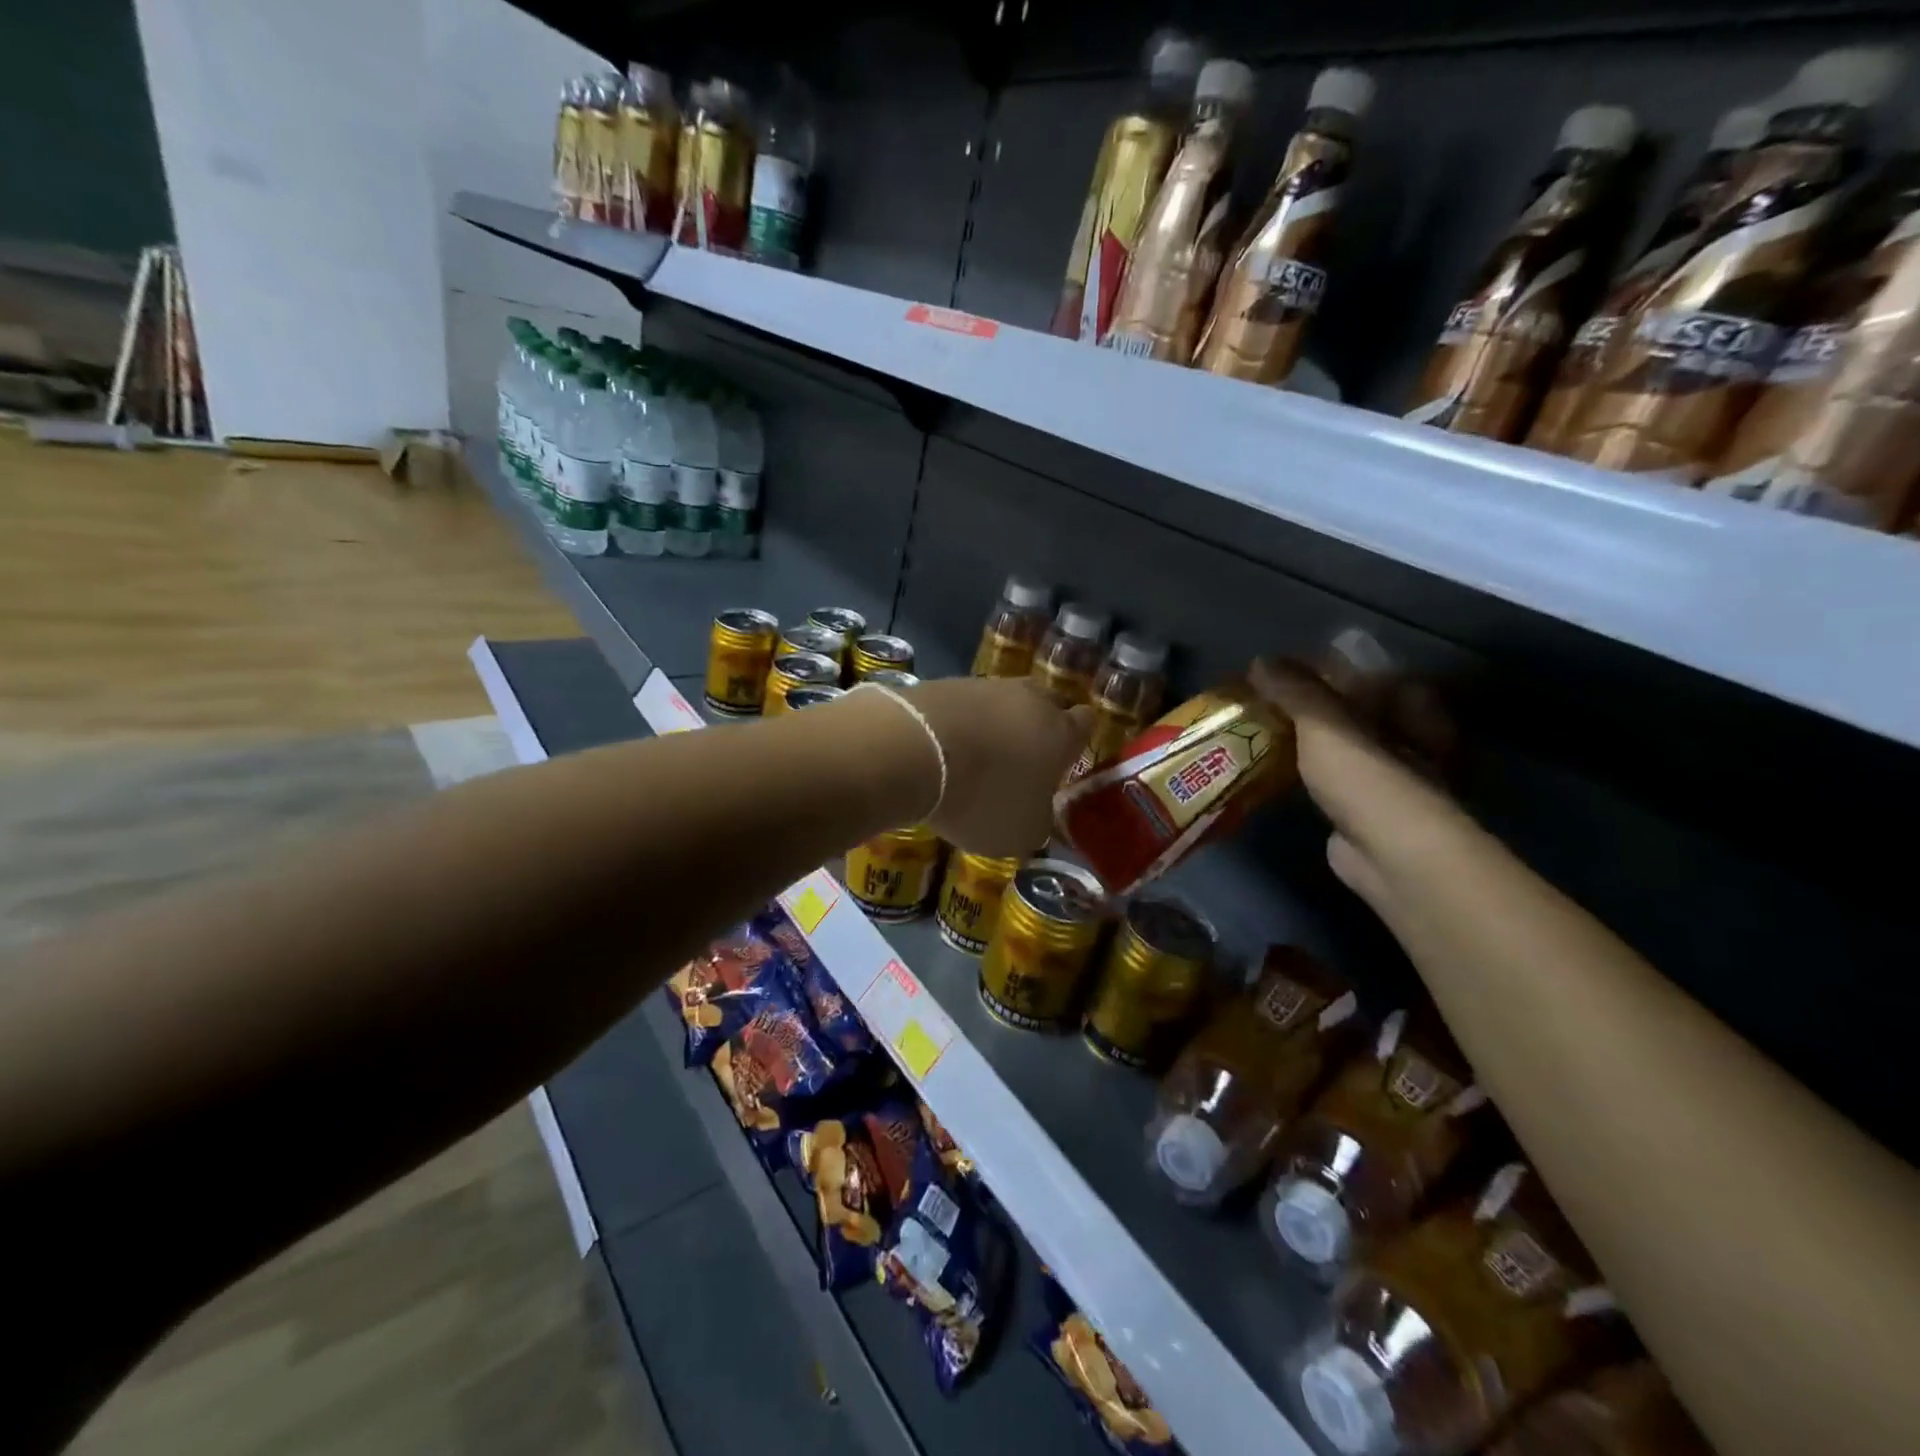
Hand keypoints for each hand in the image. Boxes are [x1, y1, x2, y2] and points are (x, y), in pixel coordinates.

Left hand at [902, 677, 1091, 857]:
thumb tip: (1037, 814)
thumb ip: (1038, 821)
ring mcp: (985, 686)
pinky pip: (964, 705)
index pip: (1085, 723)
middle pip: (1046, 704)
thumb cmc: (983, 797)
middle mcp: (1029, 699)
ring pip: (1003, 702)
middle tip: (1024, 759)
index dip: (1077, 742)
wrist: (912, 749)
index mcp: (1060, 732)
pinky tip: (945, 748)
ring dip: (997, 724)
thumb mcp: (1021, 832)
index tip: (1063, 763)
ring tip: (978, 757)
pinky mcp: (943, 683)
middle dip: (1039, 727)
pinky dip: (960, 723)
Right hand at [1250, 658, 1467, 917]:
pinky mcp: (1365, 806)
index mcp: (1408, 704)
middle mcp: (1406, 734)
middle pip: (1348, 708)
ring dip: (1302, 740)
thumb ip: (1293, 690)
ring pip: (1338, 744)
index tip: (1275, 672)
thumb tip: (1259, 661)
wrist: (1389, 855)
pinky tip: (1271, 769)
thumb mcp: (1324, 723)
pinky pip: (1328, 776)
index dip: (1317, 668)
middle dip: (1305, 706)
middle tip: (1261, 702)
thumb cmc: (1366, 778)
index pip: (1359, 671)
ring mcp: (1387, 773)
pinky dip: (1303, 770)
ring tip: (1257, 732)